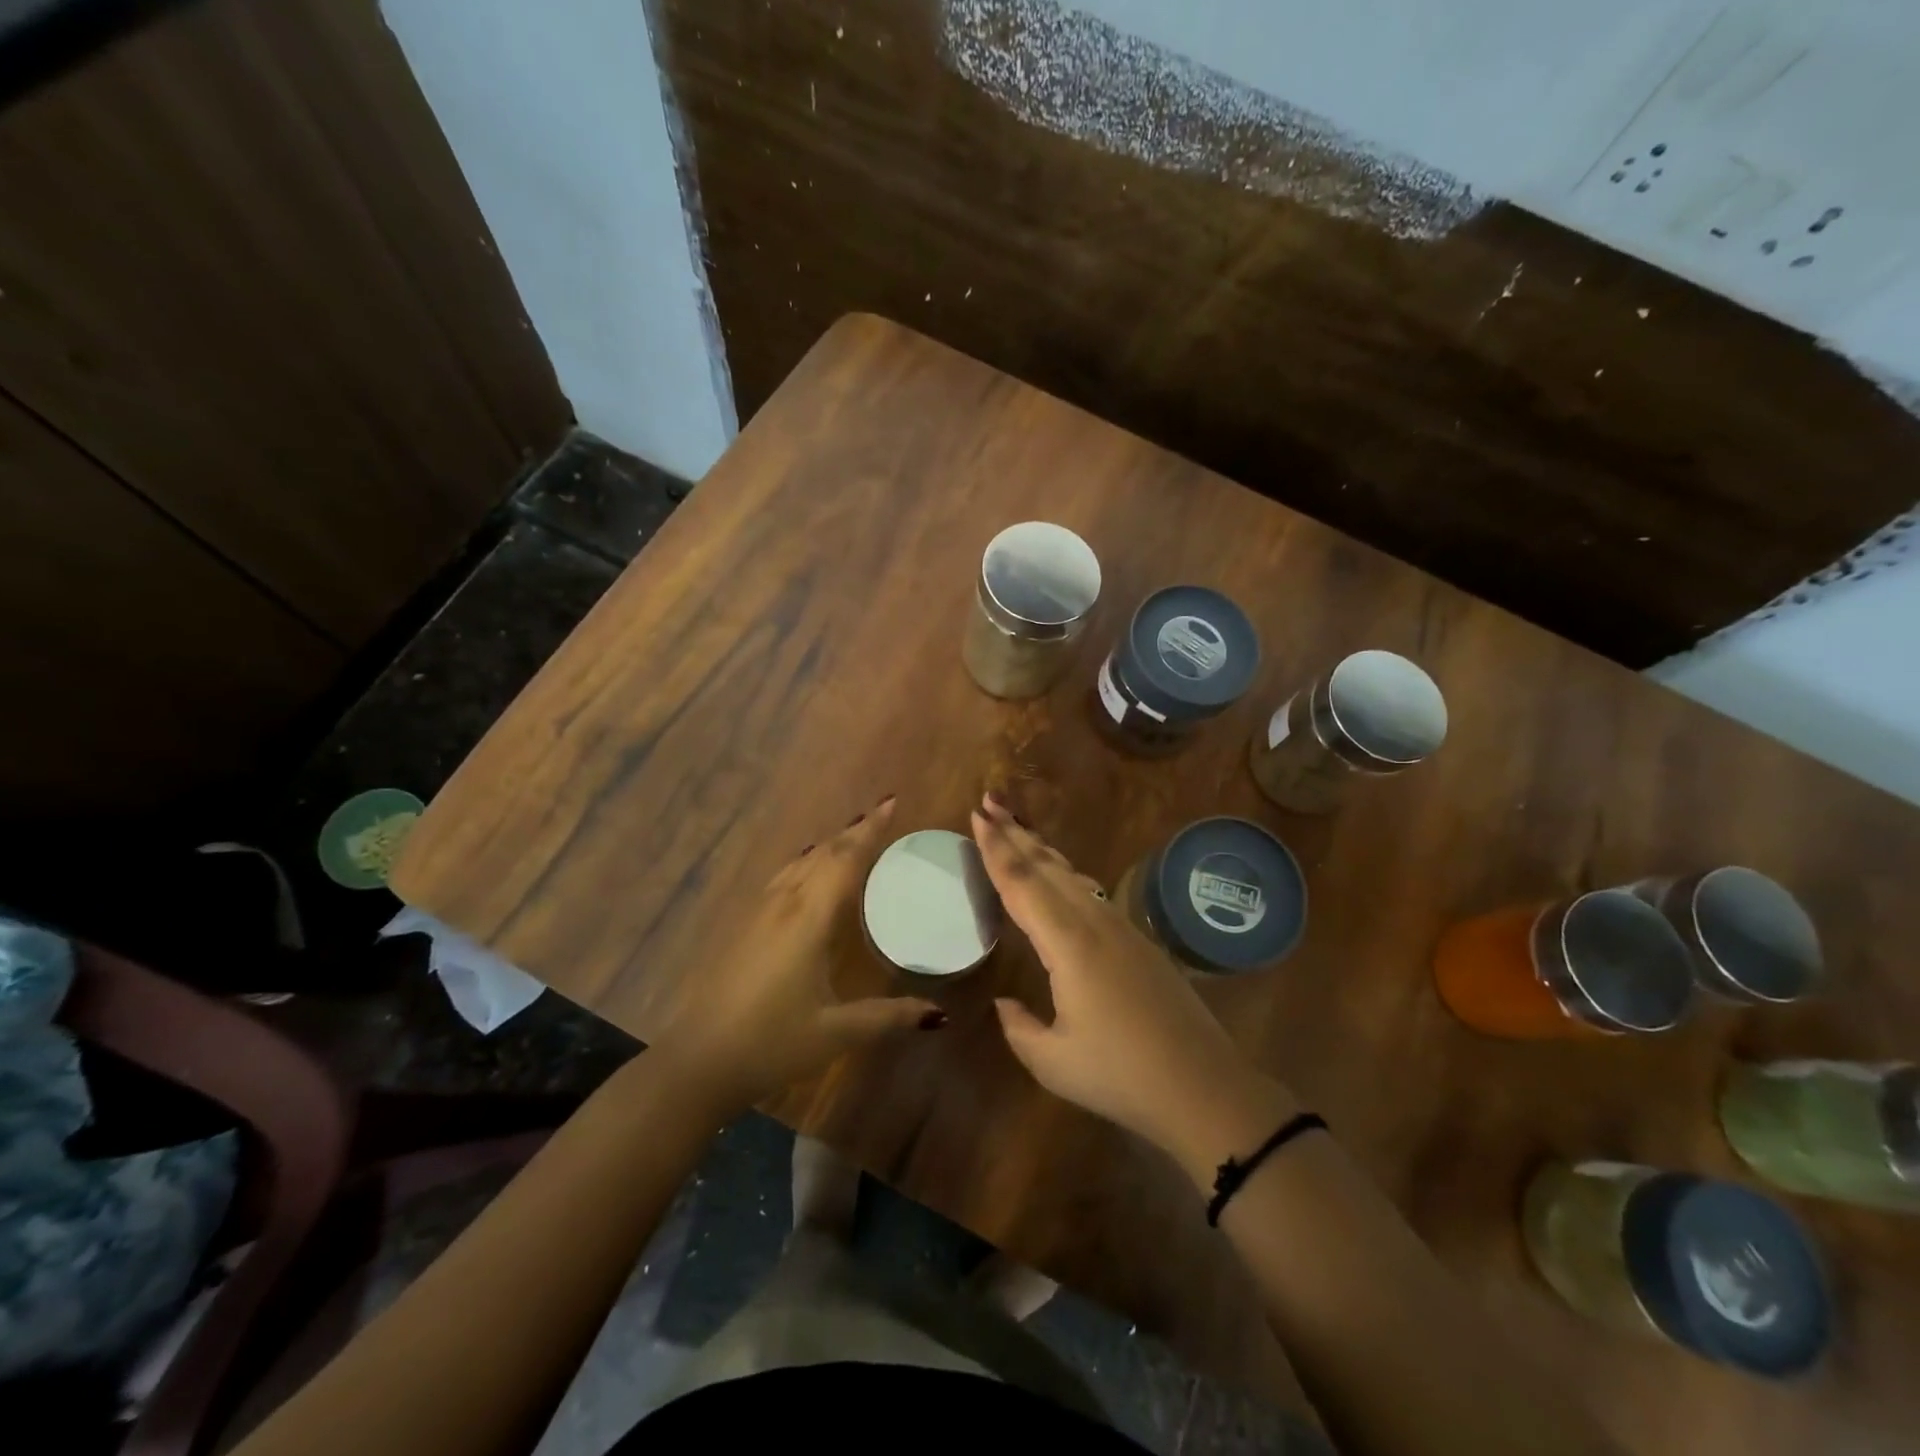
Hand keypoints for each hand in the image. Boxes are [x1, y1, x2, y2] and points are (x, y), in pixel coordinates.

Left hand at [652, 795, 944, 1114]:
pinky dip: (806, 863)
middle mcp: (783, 904)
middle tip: (881, 814)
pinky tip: (807, 873)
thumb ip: (888, 1017)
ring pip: (798, 863)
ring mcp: (757, 913)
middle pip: (822, 853)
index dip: (870, 830)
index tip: (891, 803)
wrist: (697, 1061)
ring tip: (851, 837)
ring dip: (828, 845)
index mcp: (808, 919)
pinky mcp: (743, 926)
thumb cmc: (771, 1042)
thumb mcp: (836, 1032)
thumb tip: (939, 1014)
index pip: (844, 860)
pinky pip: (782, 878)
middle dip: (853, 831)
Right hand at [972, 796, 1294, 1179]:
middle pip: (1047, 867)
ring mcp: (1122, 928)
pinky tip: (1061, 876)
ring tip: (1018, 829)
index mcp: (1069, 944)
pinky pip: (1091, 892)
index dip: (996, 850)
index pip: (1023, 885)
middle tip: (989, 803)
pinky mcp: (1139, 941)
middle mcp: (1095, 923)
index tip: (977, 816)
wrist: (1205, 1087)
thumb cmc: (1123, 1076)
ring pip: (1072, 874)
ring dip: (1041, 850)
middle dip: (1015, 833)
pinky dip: (1065, 873)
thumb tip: (1004, 1002)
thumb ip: (1019, 1028)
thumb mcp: (1054, 1062)